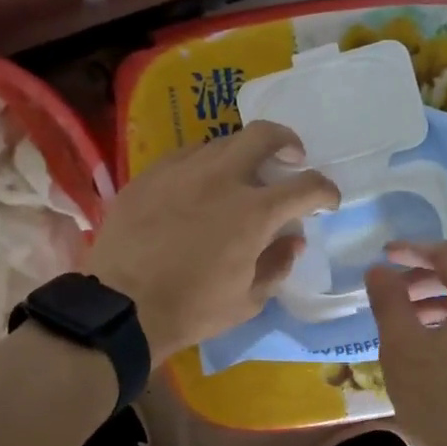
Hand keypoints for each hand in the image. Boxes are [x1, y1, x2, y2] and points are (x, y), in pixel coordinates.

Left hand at [87, 122, 338, 363]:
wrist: (120, 306)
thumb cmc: (191, 310)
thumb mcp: (247, 301)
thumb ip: (278, 265)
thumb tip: (294, 240)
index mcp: (253, 212)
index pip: (306, 186)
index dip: (325, 191)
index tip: (326, 200)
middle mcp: (221, 178)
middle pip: (264, 136)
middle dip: (288, 142)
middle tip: (292, 158)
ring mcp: (181, 170)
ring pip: (222, 142)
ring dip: (242, 154)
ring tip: (241, 175)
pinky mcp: (149, 175)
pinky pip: (185, 155)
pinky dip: (204, 164)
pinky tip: (198, 183)